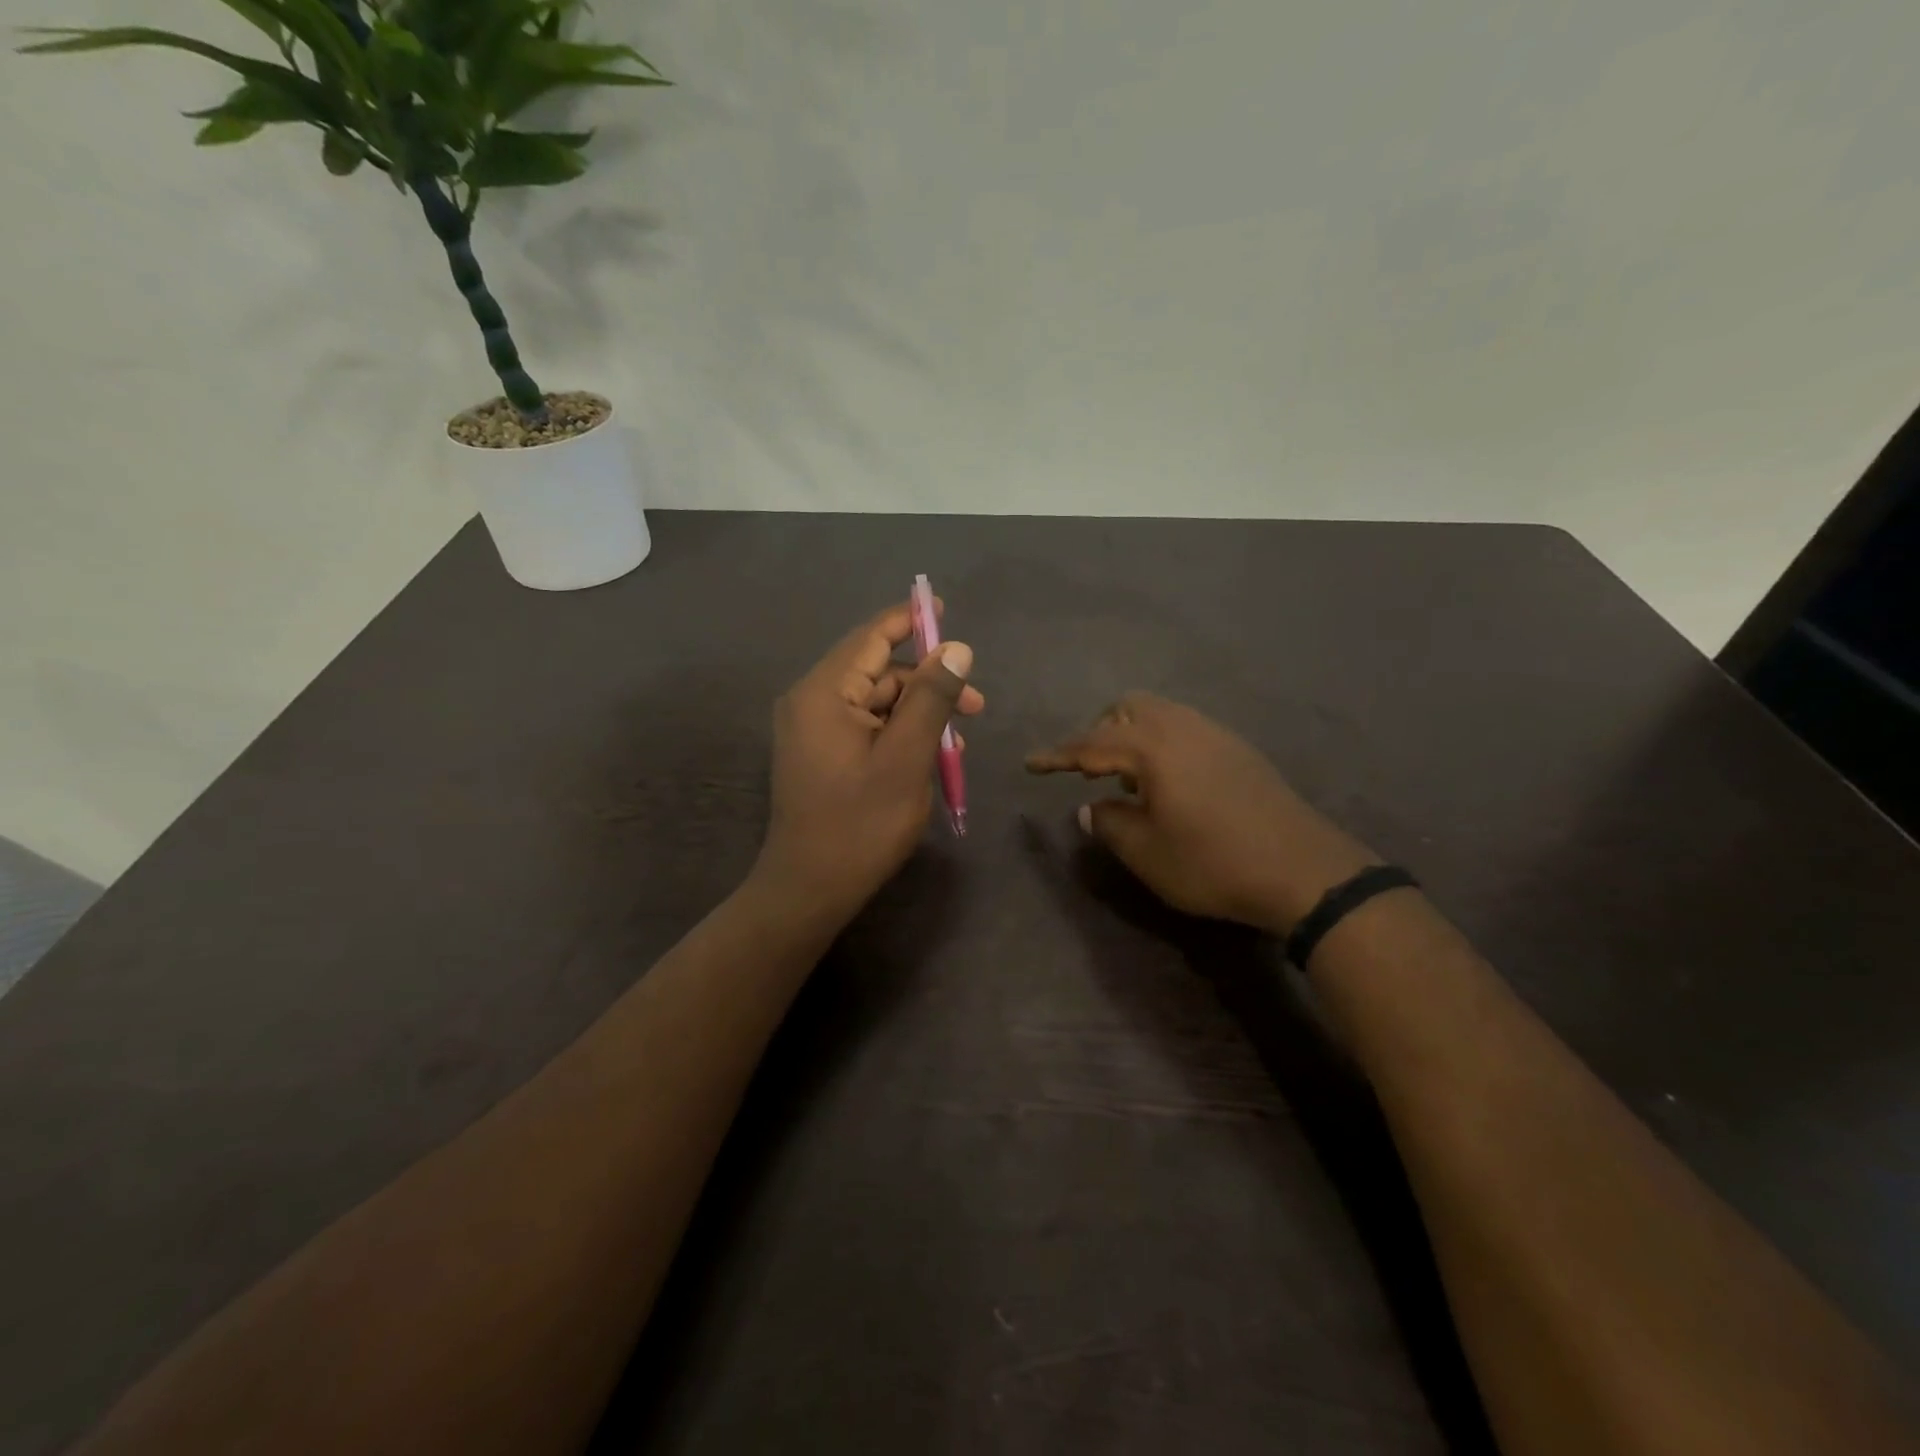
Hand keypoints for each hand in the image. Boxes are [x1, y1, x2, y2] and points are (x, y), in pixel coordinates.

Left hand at [752, 600, 983, 926]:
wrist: (809, 889)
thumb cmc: (860, 825)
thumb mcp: (906, 758)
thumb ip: (931, 698)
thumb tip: (956, 648)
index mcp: (824, 693)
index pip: (871, 638)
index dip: (910, 620)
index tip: (945, 609)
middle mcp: (810, 701)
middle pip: (877, 672)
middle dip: (927, 682)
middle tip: (976, 707)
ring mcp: (811, 730)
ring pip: (875, 702)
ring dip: (917, 713)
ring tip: (958, 741)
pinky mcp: (818, 753)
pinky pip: (864, 726)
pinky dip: (898, 733)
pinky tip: (929, 755)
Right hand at [1026, 693, 1374, 933]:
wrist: (1303, 870)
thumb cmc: (1212, 862)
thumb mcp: (1146, 852)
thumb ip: (1108, 823)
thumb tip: (1090, 808)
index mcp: (1153, 747)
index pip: (1090, 744)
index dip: (1057, 755)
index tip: (1031, 764)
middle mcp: (1182, 727)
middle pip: (1129, 709)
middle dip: (1101, 733)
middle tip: (1090, 771)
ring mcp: (1215, 735)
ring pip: (1161, 716)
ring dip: (1134, 738)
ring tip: (1128, 780)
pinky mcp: (1238, 750)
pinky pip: (1185, 730)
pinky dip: (1162, 745)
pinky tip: (1169, 784)